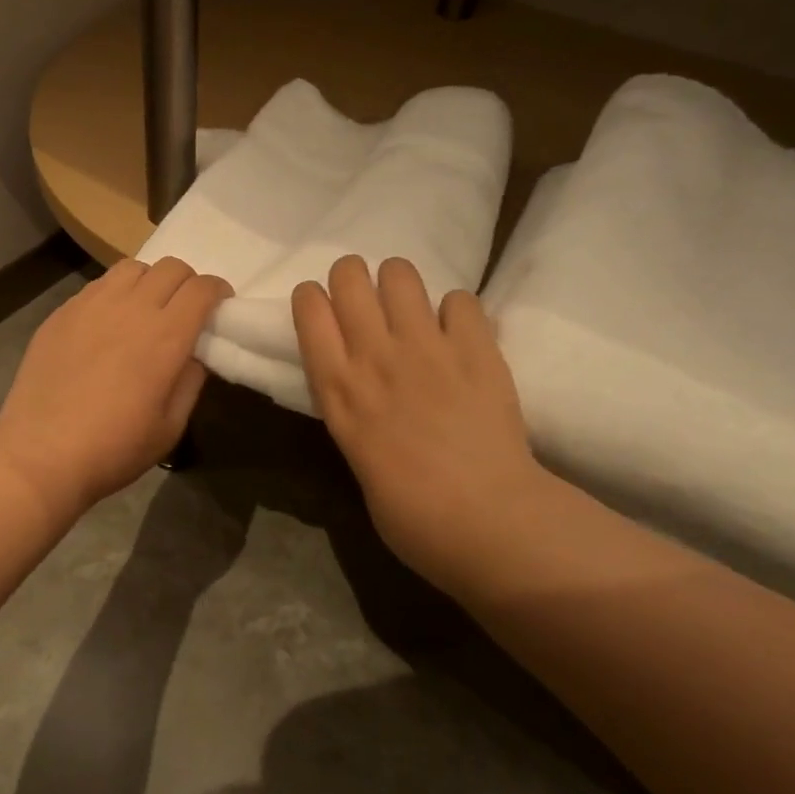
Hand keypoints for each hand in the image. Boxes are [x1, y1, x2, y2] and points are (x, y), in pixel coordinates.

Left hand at [0, 258, 231, 524]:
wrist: (41, 454)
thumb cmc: (114, 448)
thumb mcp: (170, 426)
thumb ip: (190, 380)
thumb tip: (195, 352)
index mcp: (165, 336)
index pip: (202, 288)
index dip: (218, 291)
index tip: (219, 307)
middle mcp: (131, 308)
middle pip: (171, 268)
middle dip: (187, 283)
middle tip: (185, 310)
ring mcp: (91, 305)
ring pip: (132, 268)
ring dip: (149, 281)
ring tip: (144, 310)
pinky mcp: (61, 313)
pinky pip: (98, 286)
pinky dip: (115, 293)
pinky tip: (107, 324)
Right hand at [293, 256, 553, 586]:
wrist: (485, 520)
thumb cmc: (410, 514)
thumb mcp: (355, 457)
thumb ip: (354, 413)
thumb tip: (366, 395)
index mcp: (337, 389)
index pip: (309, 309)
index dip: (312, 300)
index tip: (322, 312)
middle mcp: (374, 355)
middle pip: (349, 276)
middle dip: (352, 279)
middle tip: (366, 304)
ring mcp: (427, 347)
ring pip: (400, 273)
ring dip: (399, 285)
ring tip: (410, 310)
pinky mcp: (477, 348)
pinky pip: (459, 299)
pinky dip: (455, 312)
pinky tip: (459, 336)